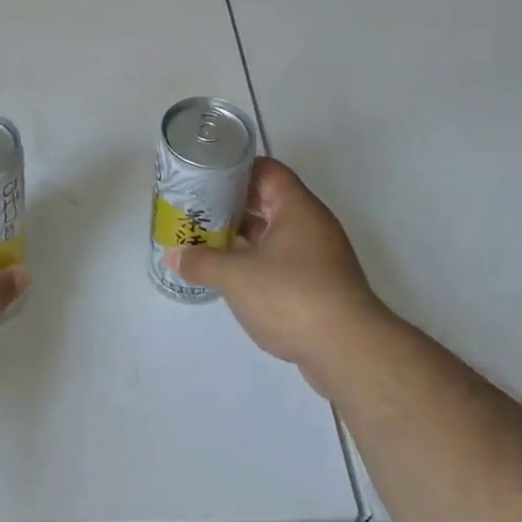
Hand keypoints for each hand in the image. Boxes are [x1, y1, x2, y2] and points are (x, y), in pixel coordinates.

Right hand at [163, 157, 391, 398]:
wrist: (349, 351)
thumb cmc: (291, 296)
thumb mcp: (236, 276)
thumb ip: (200, 261)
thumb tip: (173, 254)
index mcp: (297, 207)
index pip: (266, 170)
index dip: (235, 169)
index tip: (205, 178)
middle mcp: (312, 225)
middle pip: (269, 201)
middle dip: (233, 205)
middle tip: (197, 211)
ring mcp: (320, 257)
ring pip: (275, 235)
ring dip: (244, 237)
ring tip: (207, 242)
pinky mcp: (321, 286)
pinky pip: (283, 262)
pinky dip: (258, 263)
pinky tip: (233, 277)